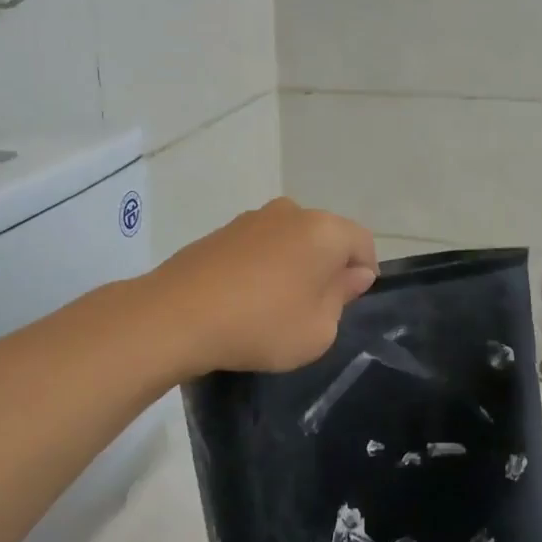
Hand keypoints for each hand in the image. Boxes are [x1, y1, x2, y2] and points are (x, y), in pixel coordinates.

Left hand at [149, 199, 377, 374]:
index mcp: (325, 230)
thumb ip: (342, 297)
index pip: (363, 242)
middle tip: (314, 309)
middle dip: (328, 267)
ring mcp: (253, 217)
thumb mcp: (318, 329)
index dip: (364, 273)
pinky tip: (245, 298)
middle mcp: (292, 212)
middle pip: (326, 237)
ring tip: (275, 306)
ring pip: (291, 239)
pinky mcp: (223, 230)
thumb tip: (352, 274)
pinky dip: (263, 265)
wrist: (177, 315)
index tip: (349, 304)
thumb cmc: (261, 325)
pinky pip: (259, 245)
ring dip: (293, 265)